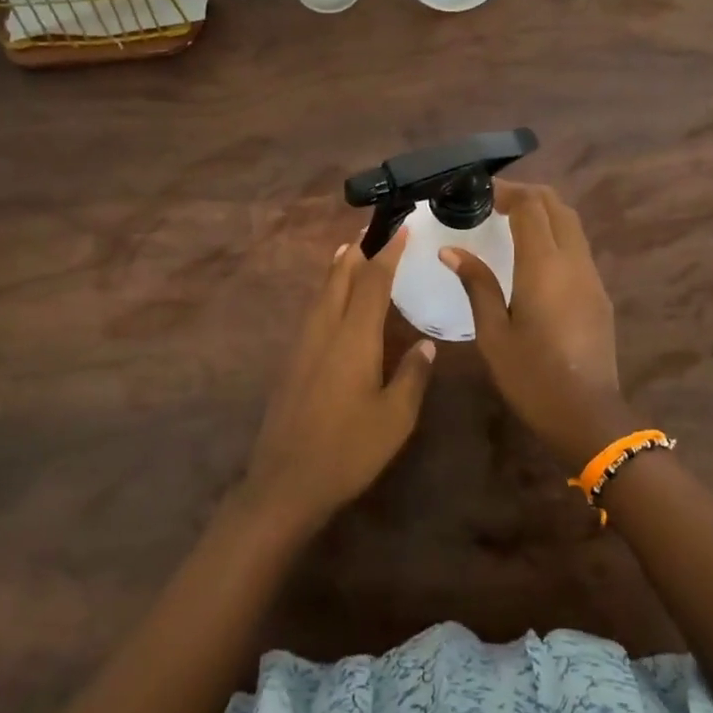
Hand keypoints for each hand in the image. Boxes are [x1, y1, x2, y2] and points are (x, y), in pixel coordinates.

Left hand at [243, 231, 435, 530]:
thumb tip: (426, 344)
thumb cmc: (349, 450)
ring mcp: (303, 345)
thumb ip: (412, 376)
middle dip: (357, 250)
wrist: (286, 482)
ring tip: (351, 252)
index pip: (373, 281)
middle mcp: (325, 330)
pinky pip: (313, 311)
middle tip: (373, 230)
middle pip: (339, 277)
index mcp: (354, 338)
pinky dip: (327, 292)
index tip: (402, 229)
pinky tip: (332, 301)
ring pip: (321, 292)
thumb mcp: (396, 418)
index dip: (388, 253)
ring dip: (338, 268)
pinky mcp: (291, 361)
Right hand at [441, 183, 626, 467]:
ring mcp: (591, 275)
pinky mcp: (599, 292)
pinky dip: (555, 233)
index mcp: (544, 266)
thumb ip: (476, 284)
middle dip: (527, 194)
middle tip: (493, 202)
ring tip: (511, 220)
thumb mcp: (493, 333)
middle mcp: (573, 261)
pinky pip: (578, 246)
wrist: (587, 414)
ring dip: (544, 212)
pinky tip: (533, 252)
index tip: (480, 192)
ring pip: (572, 223)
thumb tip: (451, 250)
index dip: (507, 191)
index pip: (531, 207)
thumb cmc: (531, 376)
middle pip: (556, 206)